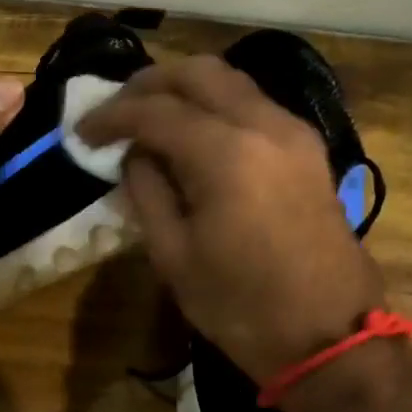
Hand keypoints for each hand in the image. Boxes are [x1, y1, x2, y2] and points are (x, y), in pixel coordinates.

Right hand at [77, 56, 384, 379]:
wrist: (330, 338)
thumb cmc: (242, 306)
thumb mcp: (174, 256)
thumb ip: (147, 192)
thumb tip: (134, 156)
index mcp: (226, 154)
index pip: (155, 111)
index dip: (111, 117)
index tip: (82, 132)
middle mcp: (265, 125)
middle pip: (198, 73)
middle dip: (148, 84)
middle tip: (114, 111)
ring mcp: (294, 134)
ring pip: (231, 82)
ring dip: (184, 89)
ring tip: (148, 117)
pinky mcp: (308, 150)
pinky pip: (253, 105)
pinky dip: (215, 105)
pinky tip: (192, 134)